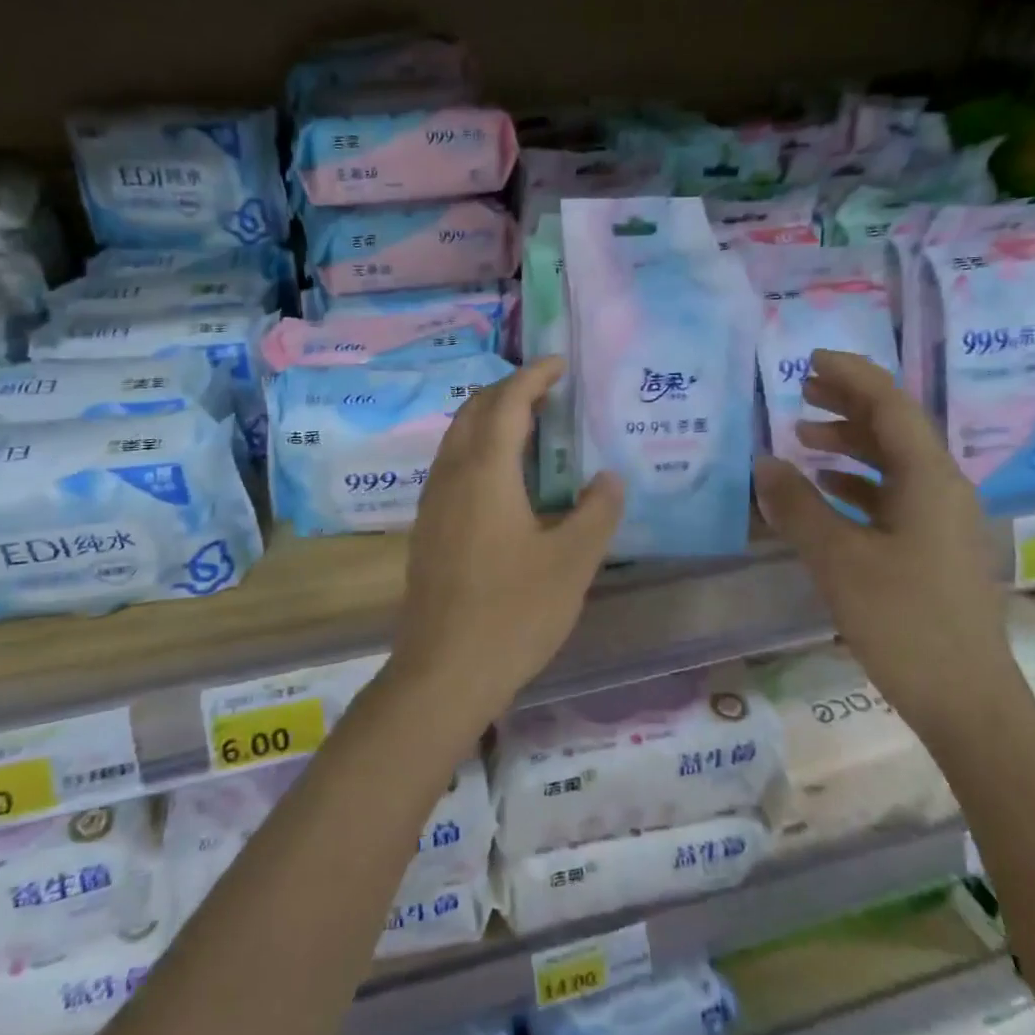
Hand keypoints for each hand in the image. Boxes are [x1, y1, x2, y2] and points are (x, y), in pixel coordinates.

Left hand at [391, 357, 623, 728]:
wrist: (444, 672)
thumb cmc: (513, 613)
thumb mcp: (572, 563)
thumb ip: (597, 513)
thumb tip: (607, 479)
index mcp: (485, 473)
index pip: (507, 403)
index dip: (534, 376)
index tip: (559, 363)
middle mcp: (452, 476)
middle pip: (475, 412)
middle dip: (509, 391)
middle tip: (548, 392)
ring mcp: (433, 502)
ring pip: (458, 438)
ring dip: (491, 419)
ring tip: (531, 428)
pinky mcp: (427, 528)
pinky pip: (452, 466)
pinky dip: (479, 449)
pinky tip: (505, 479)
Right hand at [753, 351, 1028, 743]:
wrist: (967, 700)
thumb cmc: (904, 622)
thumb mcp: (839, 560)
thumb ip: (798, 506)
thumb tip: (764, 463)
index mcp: (929, 480)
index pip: (891, 406)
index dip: (852, 376)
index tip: (810, 360)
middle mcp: (943, 489)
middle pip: (895, 428)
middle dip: (848, 404)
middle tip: (801, 390)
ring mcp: (942, 520)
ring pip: (894, 463)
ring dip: (850, 444)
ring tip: (803, 438)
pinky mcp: (934, 548)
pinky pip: (894, 495)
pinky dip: (857, 481)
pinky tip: (827, 490)